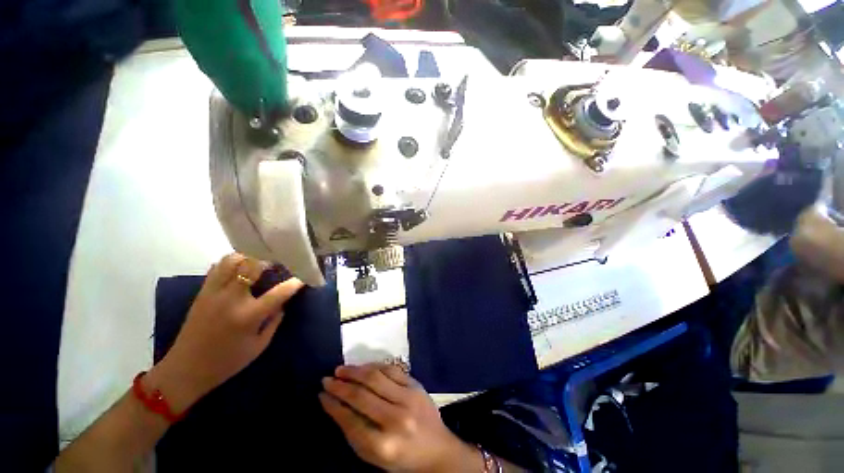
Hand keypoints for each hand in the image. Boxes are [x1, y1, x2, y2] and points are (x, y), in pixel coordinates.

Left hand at [147, 253, 303, 412]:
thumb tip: (282, 303)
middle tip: (278, 264)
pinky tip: (240, 270)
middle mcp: (231, 299)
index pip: (278, 293)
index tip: (303, 278)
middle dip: (269, 261)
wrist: (185, 369)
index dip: (294, 283)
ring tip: (258, 263)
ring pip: (232, 261)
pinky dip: (232, 263)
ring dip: (249, 258)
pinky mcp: (202, 292)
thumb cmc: (227, 362)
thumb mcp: (259, 346)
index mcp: (248, 316)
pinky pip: (217, 268)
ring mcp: (214, 293)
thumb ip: (274, 321)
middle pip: (252, 266)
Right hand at [320, 364, 482, 472]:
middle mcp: (396, 419)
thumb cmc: (402, 458)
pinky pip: (391, 370)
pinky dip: (374, 366)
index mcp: (383, 445)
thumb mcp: (374, 456)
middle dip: (341, 386)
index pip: (350, 420)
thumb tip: (335, 406)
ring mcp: (409, 398)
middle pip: (362, 396)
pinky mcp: (416, 385)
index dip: (333, 405)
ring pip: (376, 377)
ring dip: (355, 371)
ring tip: (341, 369)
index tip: (322, 395)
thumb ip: (354, 433)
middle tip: (327, 379)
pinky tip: (363, 367)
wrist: (437, 449)